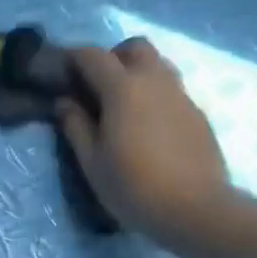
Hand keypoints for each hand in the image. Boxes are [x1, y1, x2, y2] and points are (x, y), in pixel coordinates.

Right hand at [56, 38, 233, 244]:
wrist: (195, 209)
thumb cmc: (133, 187)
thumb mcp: (92, 163)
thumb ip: (76, 126)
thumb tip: (64, 102)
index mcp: (123, 89)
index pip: (92, 55)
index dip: (72, 58)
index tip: (59, 71)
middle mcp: (155, 81)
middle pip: (134, 48)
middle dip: (112, 58)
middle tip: (96, 87)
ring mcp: (181, 96)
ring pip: (158, 65)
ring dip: (136, 74)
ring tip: (122, 107)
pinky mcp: (197, 114)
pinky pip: (171, 90)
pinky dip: (154, 96)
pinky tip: (147, 128)